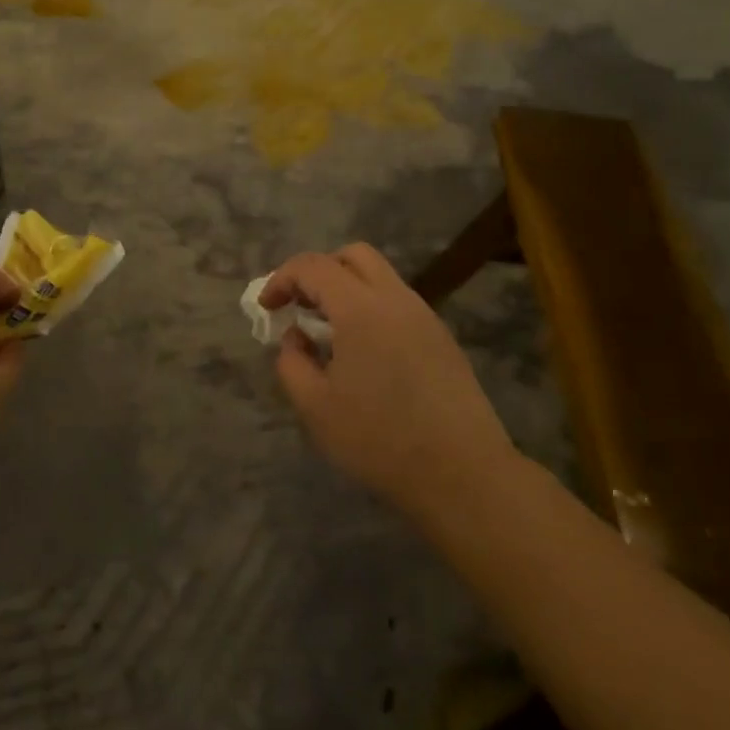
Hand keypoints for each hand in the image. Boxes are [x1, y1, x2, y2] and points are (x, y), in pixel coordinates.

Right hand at [261, 244, 513, 517]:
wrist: (462, 473)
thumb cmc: (379, 440)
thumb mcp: (315, 407)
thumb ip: (292, 362)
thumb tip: (296, 337)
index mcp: (361, 309)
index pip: (314, 266)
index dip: (282, 279)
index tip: (268, 308)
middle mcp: (396, 299)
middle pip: (353, 256)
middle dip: (319, 272)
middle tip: (300, 307)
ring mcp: (425, 317)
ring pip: (381, 277)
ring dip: (348, 290)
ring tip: (329, 334)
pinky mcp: (442, 339)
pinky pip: (399, 304)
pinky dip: (372, 309)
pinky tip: (365, 354)